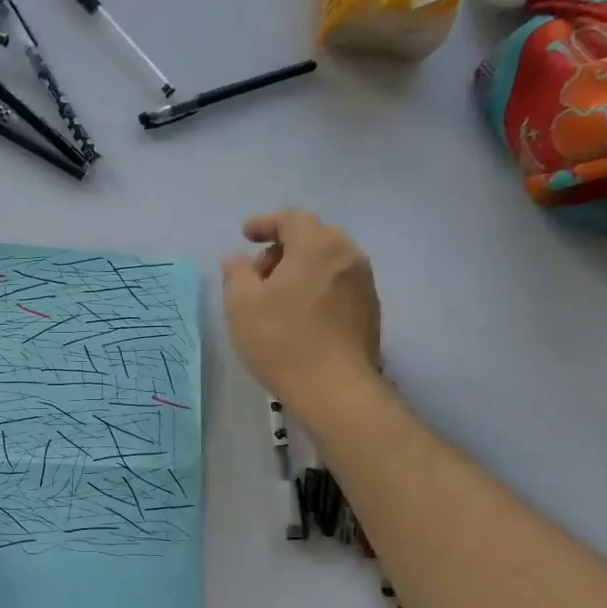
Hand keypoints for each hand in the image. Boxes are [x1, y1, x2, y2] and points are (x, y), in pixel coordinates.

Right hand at [221, 210, 381, 414]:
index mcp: (316, 247)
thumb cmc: (282, 341)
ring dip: (301, 267)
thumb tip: (237, 260)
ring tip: (278, 296)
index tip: (245, 235)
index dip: (266, 223)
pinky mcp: (370, 308)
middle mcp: (347, 255)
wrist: (335, 388)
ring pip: (329, 260)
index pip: (292, 219)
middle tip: (259, 272)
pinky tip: (302, 313)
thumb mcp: (241, 305)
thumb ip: (236, 273)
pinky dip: (318, 284)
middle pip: (314, 236)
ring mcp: (364, 282)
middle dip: (283, 246)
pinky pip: (340, 282)